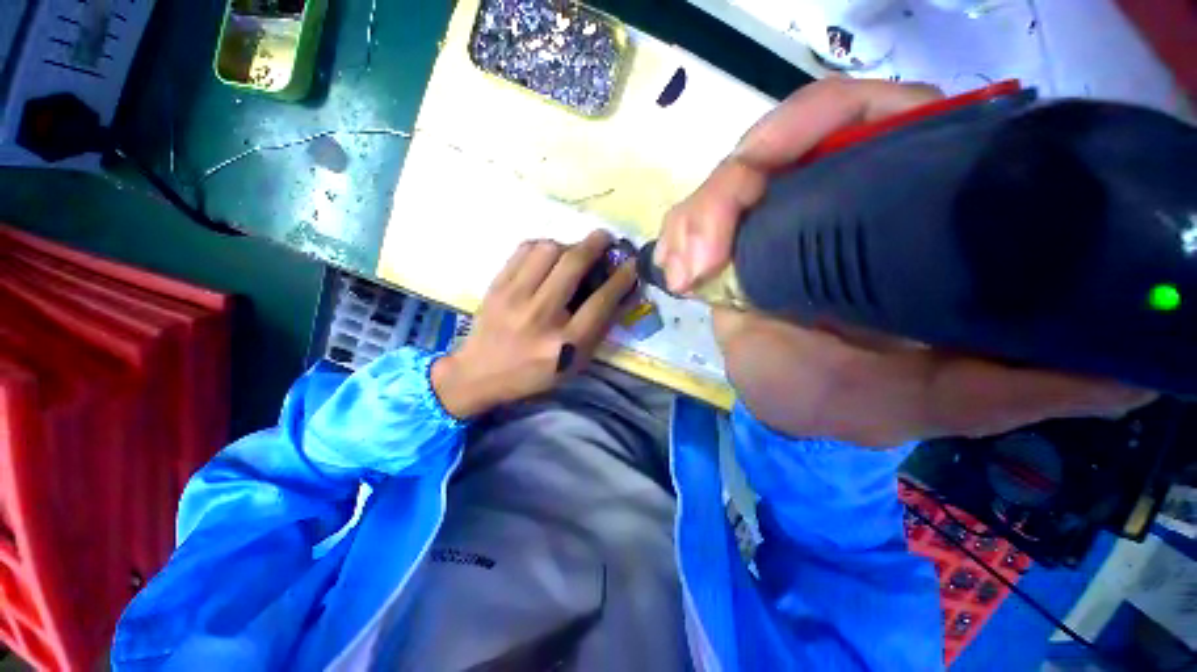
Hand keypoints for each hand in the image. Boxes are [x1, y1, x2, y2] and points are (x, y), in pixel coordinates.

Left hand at [432, 230, 635, 418]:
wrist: (479, 374)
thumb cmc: (534, 373)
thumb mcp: (574, 363)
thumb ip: (598, 330)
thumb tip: (619, 292)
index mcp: (564, 343)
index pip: (601, 302)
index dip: (621, 278)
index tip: (632, 264)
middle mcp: (540, 316)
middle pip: (573, 265)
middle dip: (596, 244)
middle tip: (606, 238)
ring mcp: (514, 298)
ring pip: (547, 249)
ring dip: (568, 244)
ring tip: (573, 251)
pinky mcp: (496, 286)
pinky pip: (524, 250)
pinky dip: (542, 245)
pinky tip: (548, 255)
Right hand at [658, 79, 1154, 445]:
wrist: (793, 405)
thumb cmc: (855, 403)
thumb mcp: (945, 399)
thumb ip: (1026, 382)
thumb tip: (1132, 371)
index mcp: (896, 213)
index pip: (867, 120)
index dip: (815, 127)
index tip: (772, 175)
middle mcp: (833, 199)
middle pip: (779, 145)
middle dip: (733, 187)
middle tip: (703, 255)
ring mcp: (774, 220)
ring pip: (729, 180)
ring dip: (697, 218)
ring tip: (684, 272)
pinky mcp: (732, 245)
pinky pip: (697, 219)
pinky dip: (679, 237)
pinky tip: (676, 274)